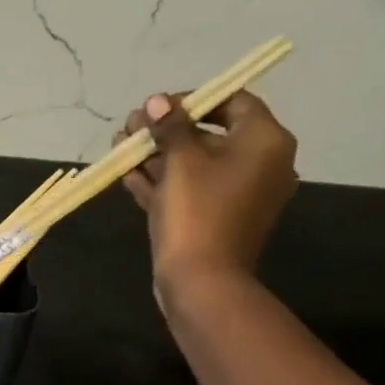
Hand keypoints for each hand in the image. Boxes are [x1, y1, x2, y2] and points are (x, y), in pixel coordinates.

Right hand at [117, 89, 297, 294]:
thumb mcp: (180, 161)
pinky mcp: (217, 221)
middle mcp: (260, 164)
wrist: (202, 283)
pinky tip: (128, 175)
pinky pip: (191, 192)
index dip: (190, 100)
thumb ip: (169, 126)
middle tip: (130, 127)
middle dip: (166, 131)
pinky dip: (163, 183)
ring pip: (195, 166)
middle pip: (210, 135)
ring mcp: (238, 197)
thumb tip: (156, 101)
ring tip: (120, 147)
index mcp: (264, 141)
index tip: (156, 108)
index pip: (231, 102)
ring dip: (158, 156)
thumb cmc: (197, 213)